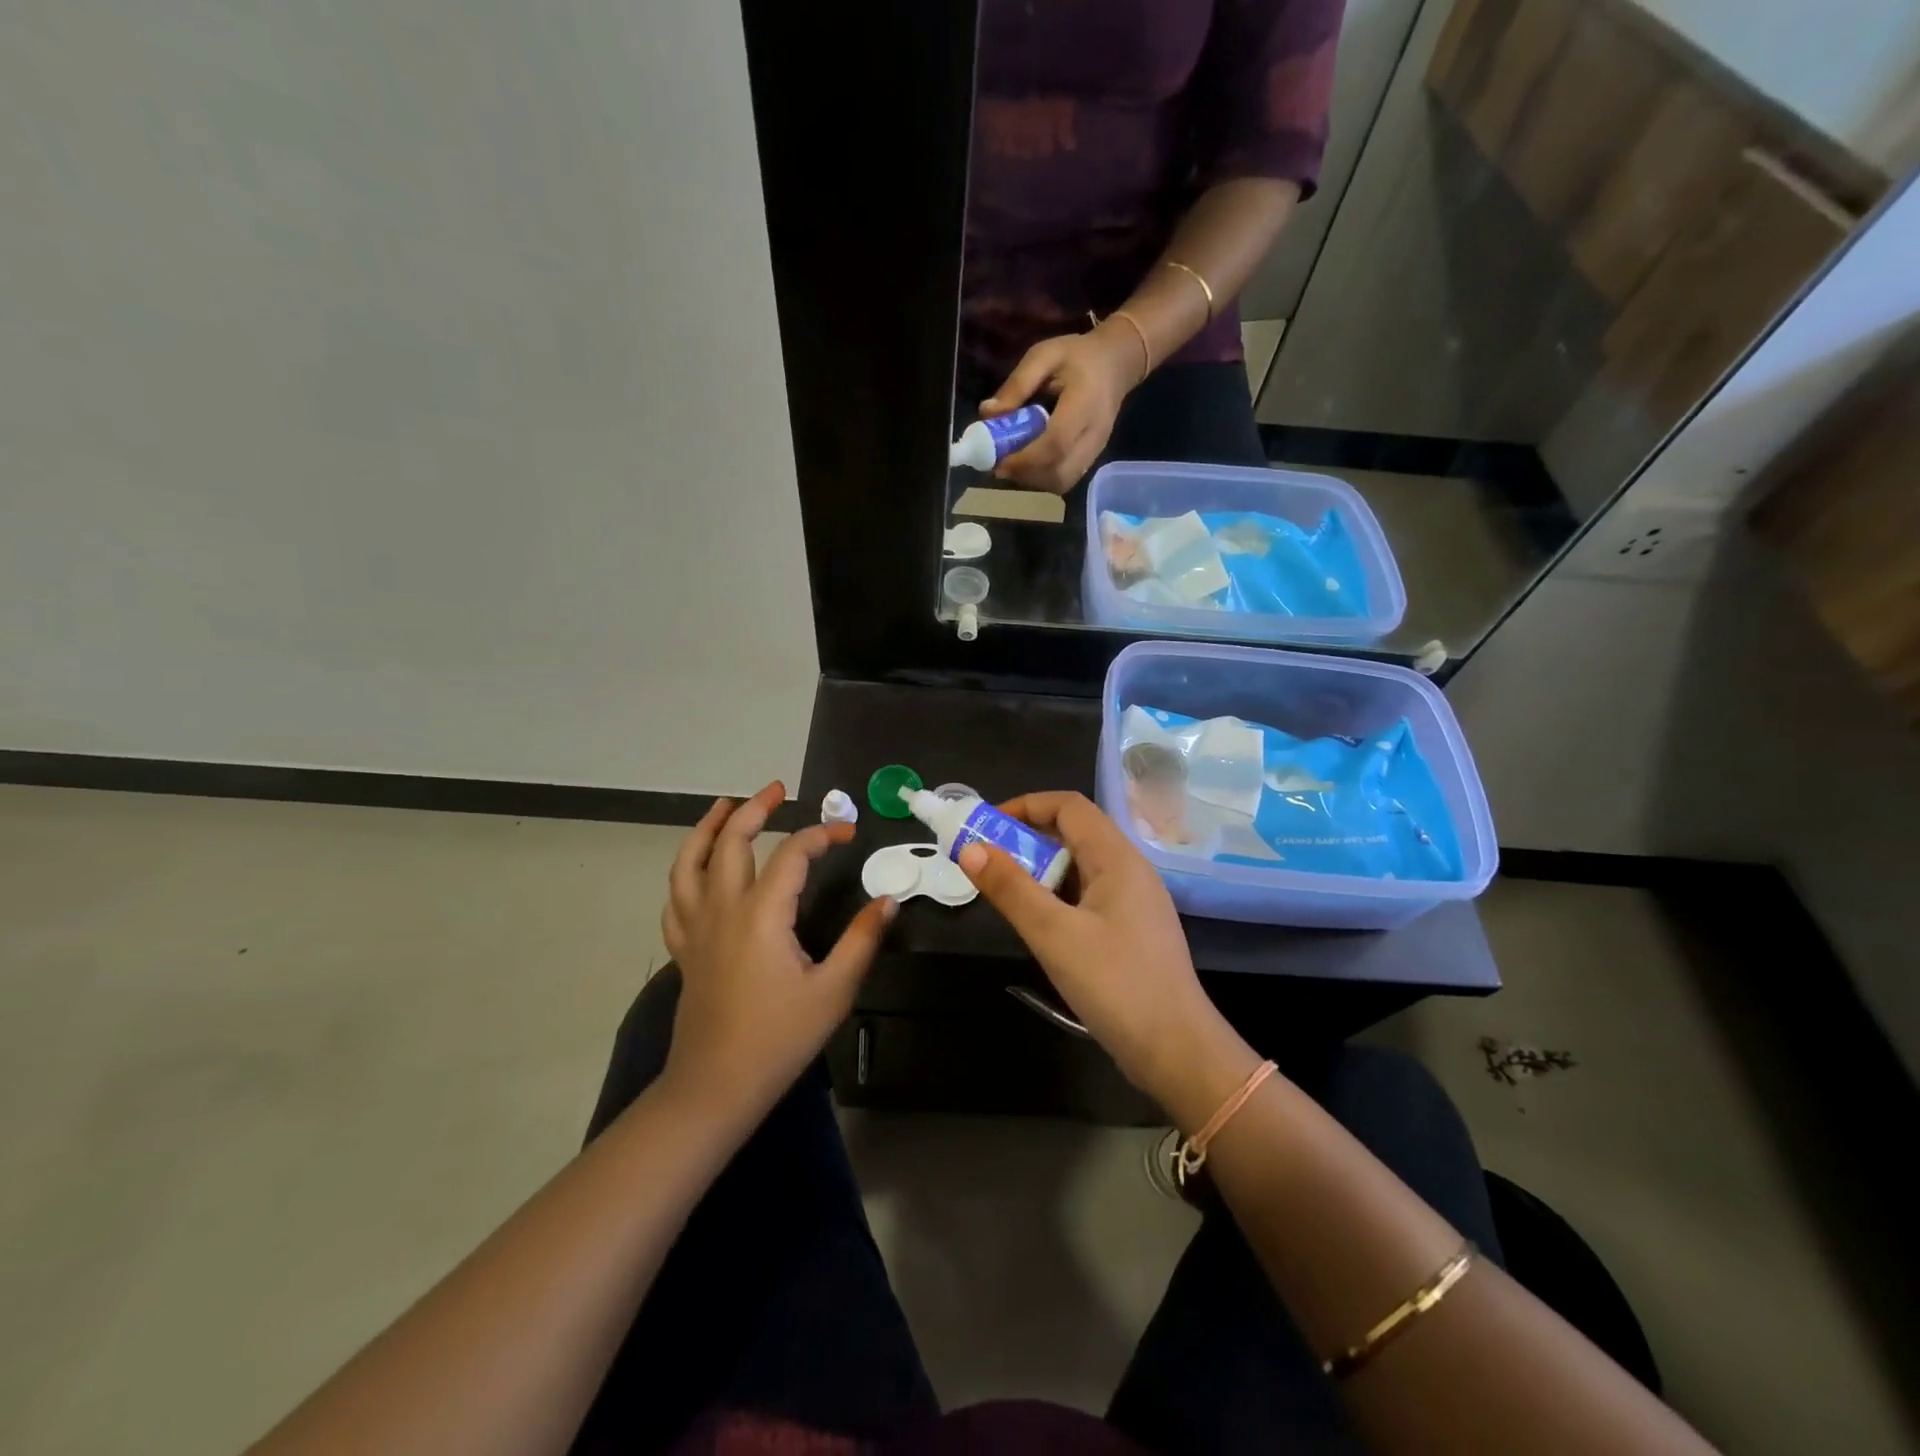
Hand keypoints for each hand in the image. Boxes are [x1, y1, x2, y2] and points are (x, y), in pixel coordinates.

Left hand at [661, 782, 893, 1120]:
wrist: (715, 1088)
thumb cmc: (778, 1039)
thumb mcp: (833, 991)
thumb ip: (861, 940)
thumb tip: (887, 900)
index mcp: (762, 914)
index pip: (791, 854)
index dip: (821, 835)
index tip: (848, 834)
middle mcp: (723, 909)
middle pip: (731, 842)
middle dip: (754, 809)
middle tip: (778, 790)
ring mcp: (697, 929)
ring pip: (689, 864)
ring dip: (707, 829)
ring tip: (723, 806)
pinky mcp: (685, 950)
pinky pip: (676, 900)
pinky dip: (686, 874)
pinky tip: (698, 871)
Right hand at [955, 792, 1233, 1098]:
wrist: (1177, 1051)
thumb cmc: (1116, 985)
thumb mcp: (1054, 935)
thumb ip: (1011, 889)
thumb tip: (970, 849)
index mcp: (1117, 858)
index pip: (1068, 806)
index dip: (1025, 806)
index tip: (986, 827)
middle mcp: (1129, 869)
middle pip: (1074, 832)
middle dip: (1026, 839)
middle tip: (987, 862)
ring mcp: (1134, 901)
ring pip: (1080, 866)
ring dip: (1040, 870)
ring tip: (1006, 894)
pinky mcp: (1132, 930)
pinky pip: (1088, 895)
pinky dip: (1057, 896)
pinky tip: (1039, 924)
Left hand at [984, 322, 1145, 493]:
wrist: (1116, 364)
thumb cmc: (1077, 356)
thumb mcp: (1043, 356)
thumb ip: (1016, 385)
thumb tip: (987, 415)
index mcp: (1085, 403)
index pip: (1056, 444)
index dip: (1024, 459)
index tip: (998, 461)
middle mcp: (1095, 434)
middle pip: (1059, 473)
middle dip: (1026, 474)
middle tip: (1002, 463)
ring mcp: (1096, 450)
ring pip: (1062, 482)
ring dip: (1033, 479)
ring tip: (1014, 462)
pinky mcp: (1092, 459)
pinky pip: (1066, 479)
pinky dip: (1043, 478)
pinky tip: (1030, 462)